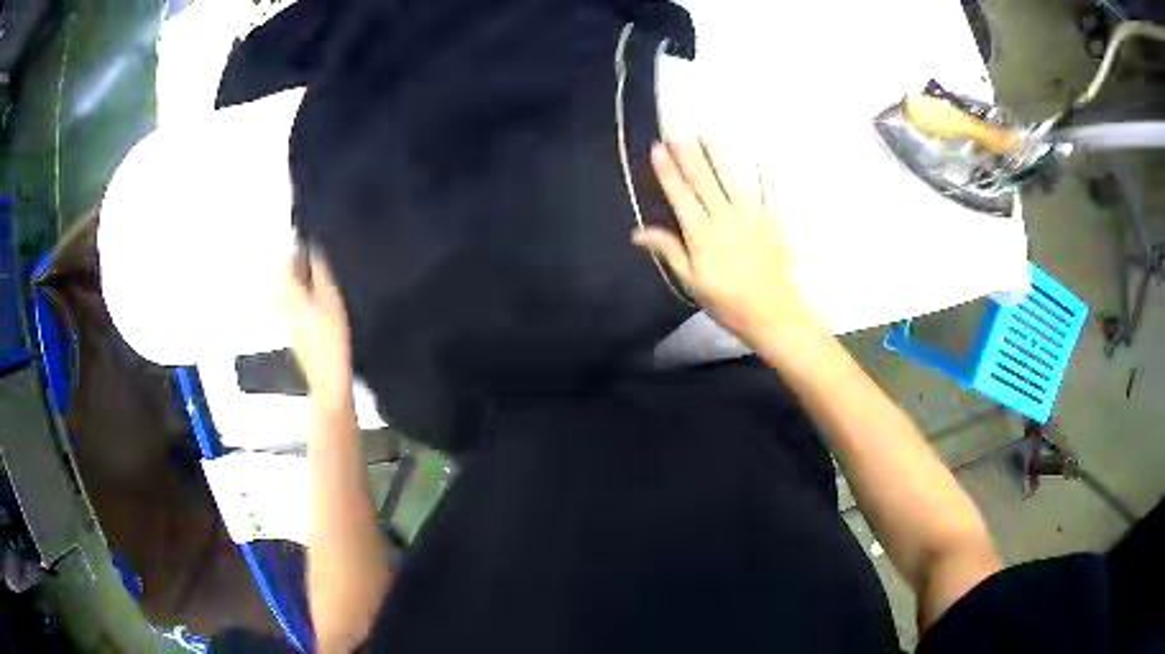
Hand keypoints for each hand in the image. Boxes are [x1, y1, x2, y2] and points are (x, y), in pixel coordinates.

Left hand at [281, 248, 353, 413]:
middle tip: (313, 262)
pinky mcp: (300, 342)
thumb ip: (321, 275)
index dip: (293, 252)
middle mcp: (288, 311)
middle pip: (286, 284)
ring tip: (321, 285)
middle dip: (297, 270)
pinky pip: (299, 316)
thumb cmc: (331, 342)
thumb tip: (314, 250)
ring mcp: (293, 329)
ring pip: (292, 300)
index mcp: (293, 298)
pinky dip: (307, 307)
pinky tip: (323, 313)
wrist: (329, 384)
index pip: (284, 267)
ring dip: (302, 289)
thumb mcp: (331, 302)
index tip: (305, 244)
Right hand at [633, 140, 823, 345]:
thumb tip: (639, 232)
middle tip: (677, 133)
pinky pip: (767, 192)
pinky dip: (763, 174)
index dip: (668, 171)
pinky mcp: (771, 220)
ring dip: (715, 156)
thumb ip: (669, 251)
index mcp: (701, 234)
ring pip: (729, 179)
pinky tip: (759, 157)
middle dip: (688, 156)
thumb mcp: (692, 282)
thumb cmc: (728, 301)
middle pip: (703, 181)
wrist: (771, 311)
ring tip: (704, 137)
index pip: (680, 195)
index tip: (658, 148)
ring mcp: (749, 216)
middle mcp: (724, 217)